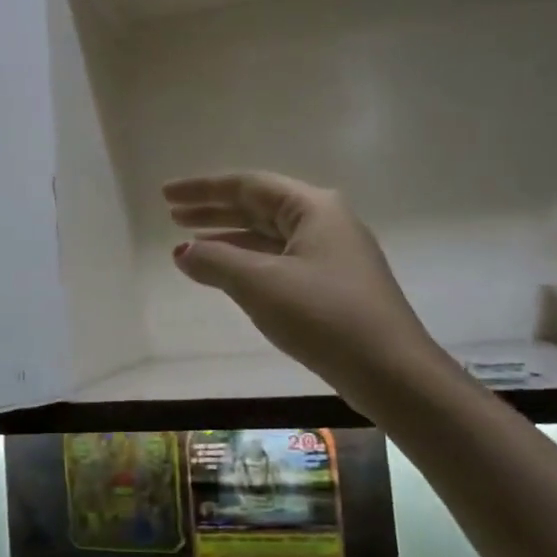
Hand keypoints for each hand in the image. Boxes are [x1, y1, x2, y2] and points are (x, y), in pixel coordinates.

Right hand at [165, 172, 443, 408]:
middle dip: (213, 211)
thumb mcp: (260, 284)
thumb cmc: (324, 316)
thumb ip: (215, 261)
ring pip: (268, 236)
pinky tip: (225, 276)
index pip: (247, 185)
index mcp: (312, 207)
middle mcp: (324, 222)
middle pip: (258, 207)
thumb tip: (182, 252)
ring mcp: (331, 254)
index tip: (165, 194)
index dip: (202, 188)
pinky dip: (247, 263)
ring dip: (228, 239)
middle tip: (172, 216)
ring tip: (189, 246)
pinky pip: (278, 261)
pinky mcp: (331, 285)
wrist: (390, 371)